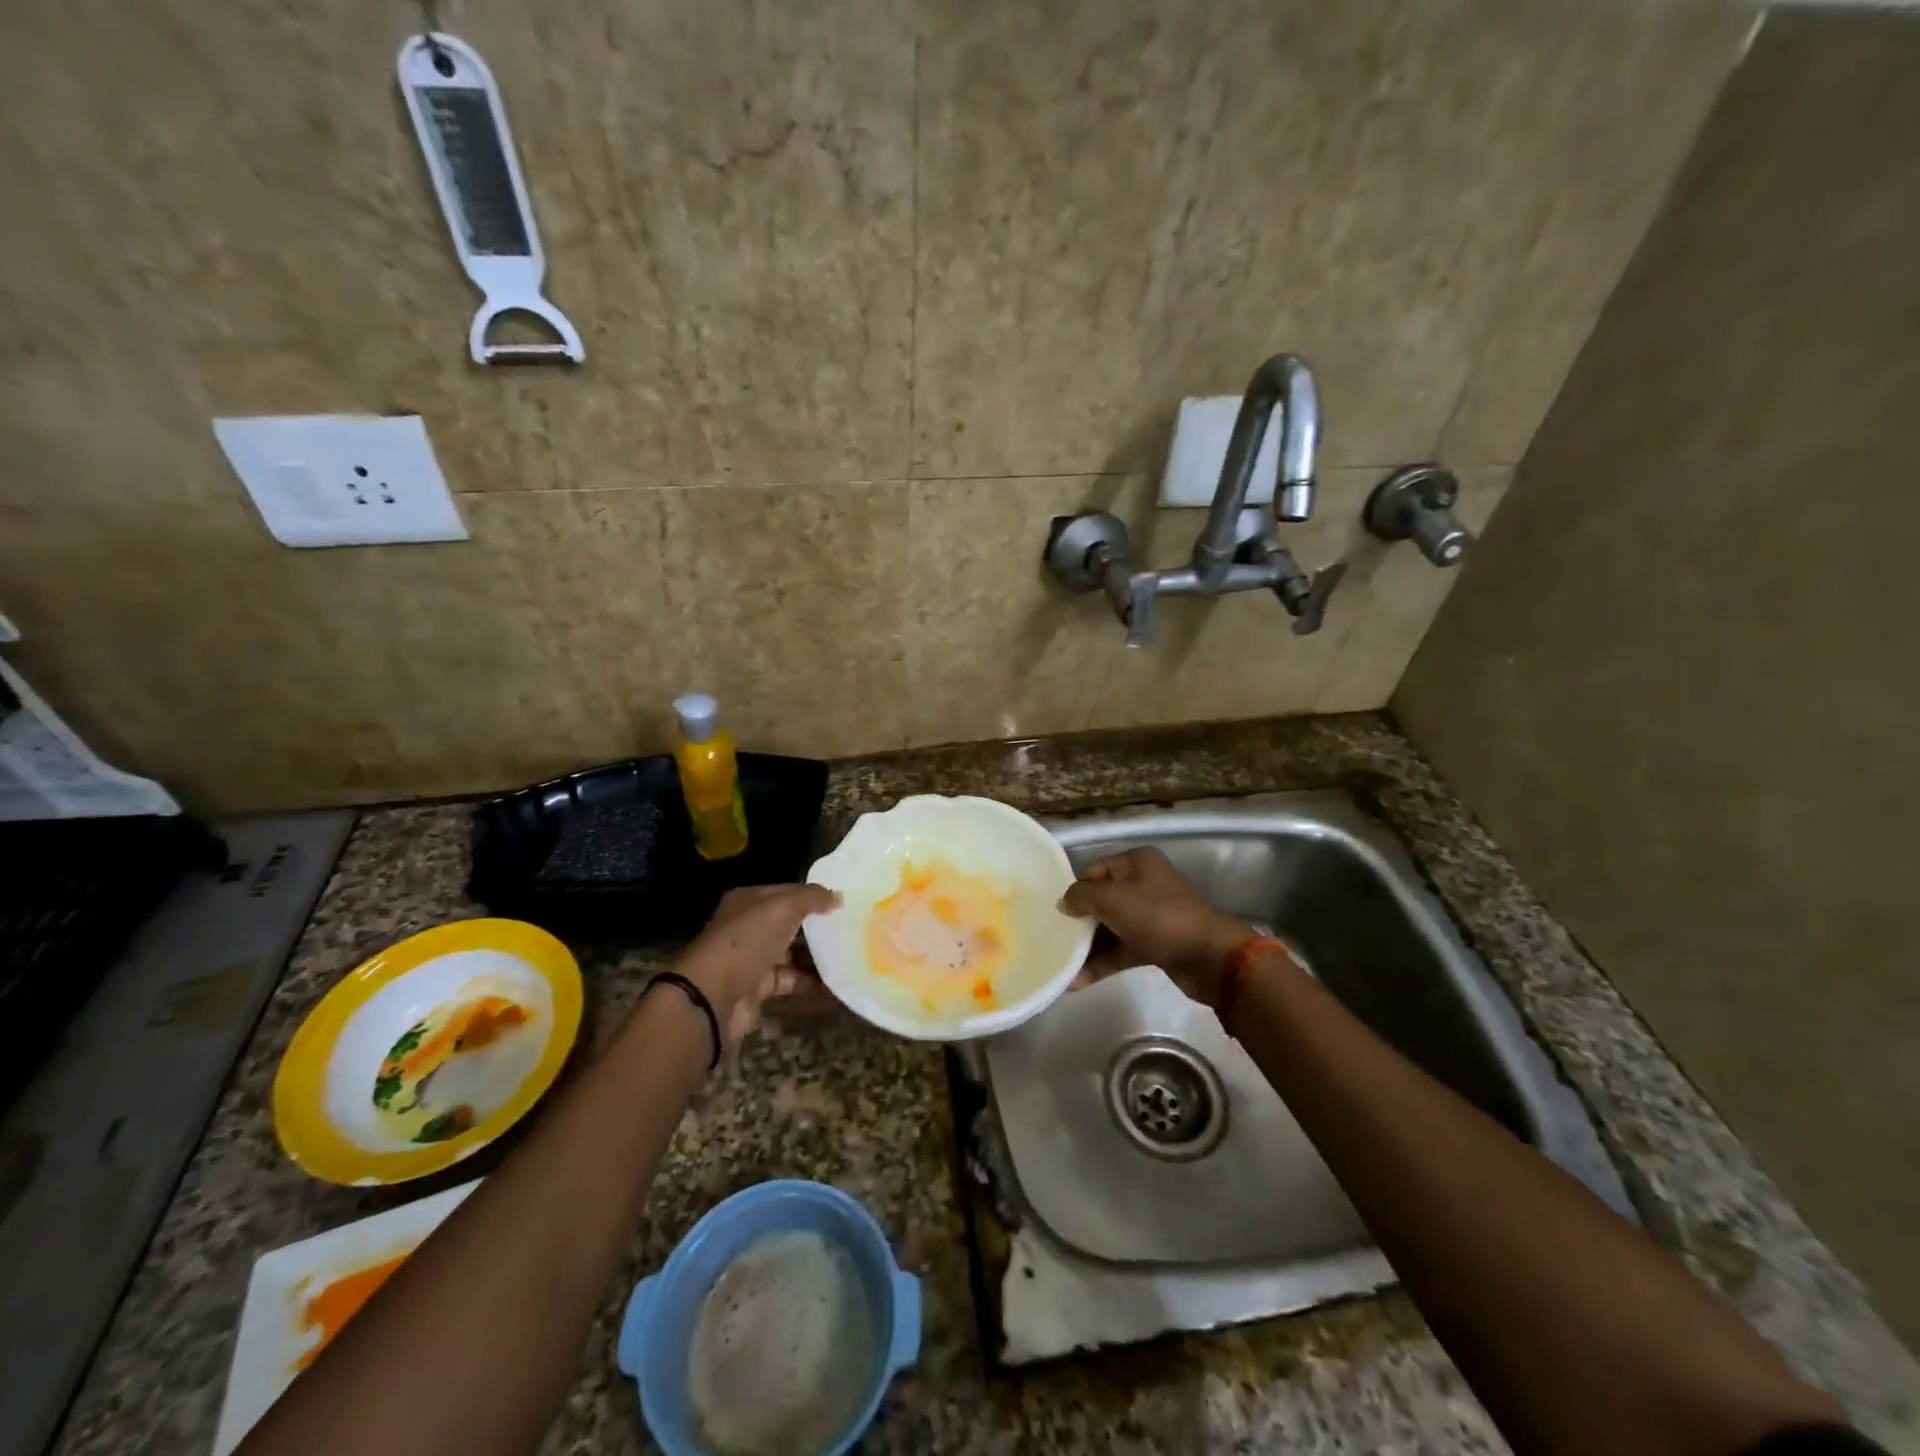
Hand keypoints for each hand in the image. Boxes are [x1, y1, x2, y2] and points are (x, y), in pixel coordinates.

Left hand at [676, 883, 840, 1047]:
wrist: (714, 996)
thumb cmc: (747, 941)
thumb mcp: (783, 908)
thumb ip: (812, 898)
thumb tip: (838, 896)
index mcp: (748, 901)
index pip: (786, 892)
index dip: (813, 895)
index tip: (842, 902)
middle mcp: (748, 927)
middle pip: (788, 924)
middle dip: (816, 927)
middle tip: (850, 929)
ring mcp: (752, 959)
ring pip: (790, 954)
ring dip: (816, 958)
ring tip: (849, 956)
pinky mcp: (757, 988)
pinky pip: (790, 982)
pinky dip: (811, 984)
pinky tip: (836, 984)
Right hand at [1059, 847, 1253, 1005]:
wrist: (1210, 957)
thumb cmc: (1158, 917)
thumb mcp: (1112, 899)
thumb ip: (1081, 896)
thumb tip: (1064, 902)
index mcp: (1136, 862)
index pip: (1094, 871)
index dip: (1074, 891)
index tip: (1052, 913)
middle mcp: (1144, 884)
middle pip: (1101, 901)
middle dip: (1079, 922)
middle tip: (1053, 939)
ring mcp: (1151, 915)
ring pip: (1110, 928)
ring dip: (1088, 947)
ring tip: (1062, 966)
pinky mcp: (1156, 944)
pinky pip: (1122, 950)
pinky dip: (1103, 963)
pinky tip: (1080, 981)